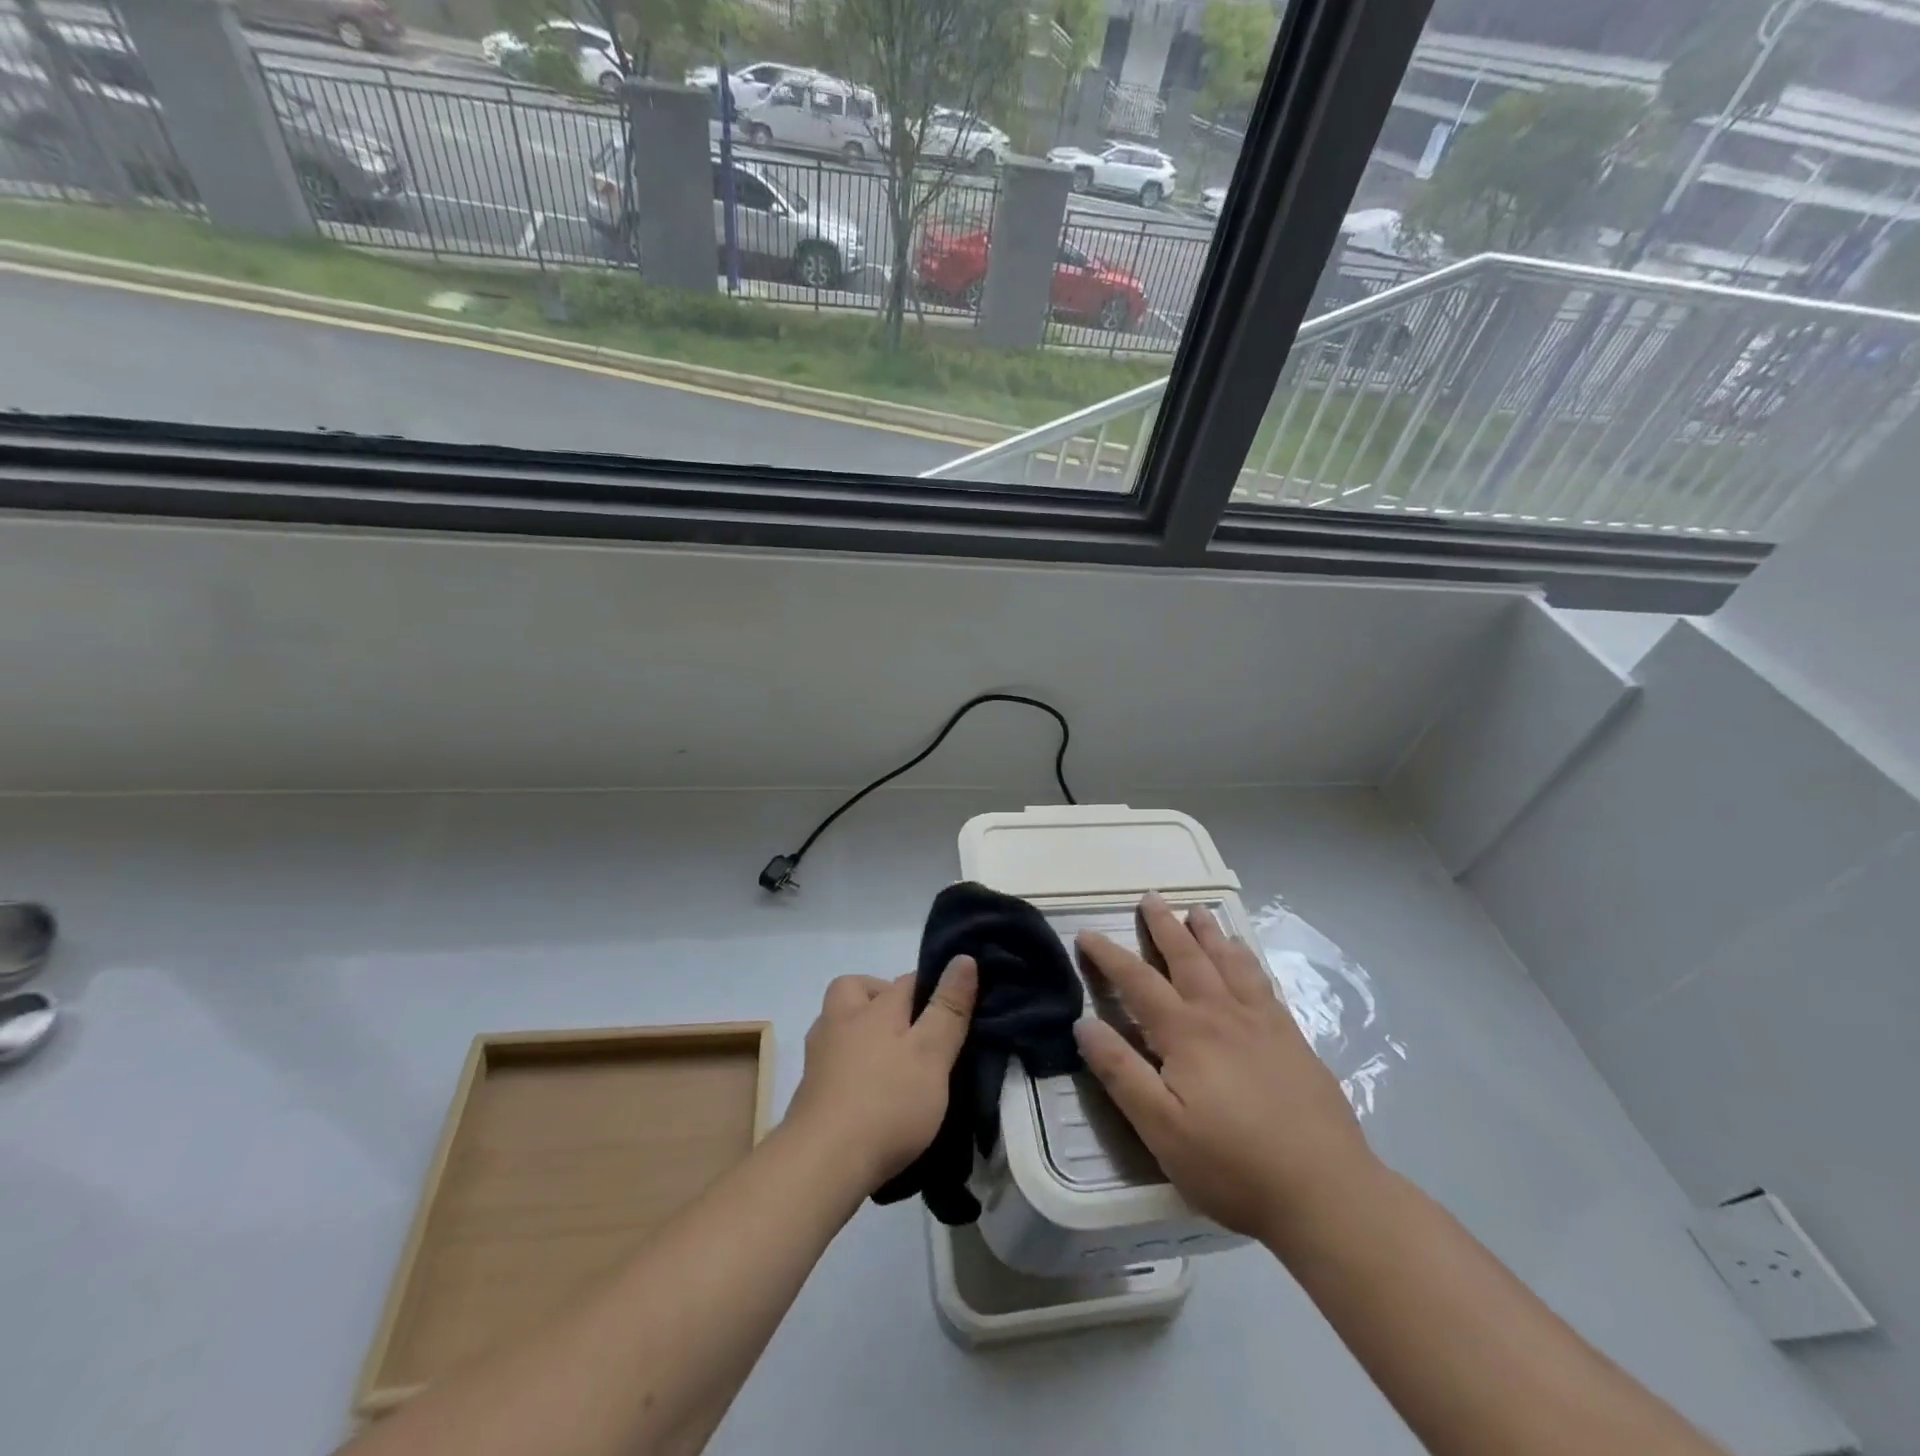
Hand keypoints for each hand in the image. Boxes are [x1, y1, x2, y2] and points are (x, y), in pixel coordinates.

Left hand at [783, 958, 977, 1194]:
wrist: (820, 1165)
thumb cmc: (886, 1103)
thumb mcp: (931, 1054)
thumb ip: (948, 1008)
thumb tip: (963, 957)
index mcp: (873, 1008)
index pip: (907, 980)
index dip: (931, 987)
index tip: (952, 1007)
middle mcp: (840, 1021)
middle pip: (857, 990)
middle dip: (881, 998)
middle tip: (910, 1029)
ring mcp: (819, 1056)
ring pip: (841, 1024)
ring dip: (862, 1032)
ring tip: (892, 1062)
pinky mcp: (809, 1090)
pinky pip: (833, 1061)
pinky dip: (850, 1066)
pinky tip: (868, 1091)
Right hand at [1074, 894, 1377, 1245]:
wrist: (1327, 1192)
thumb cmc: (1233, 1166)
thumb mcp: (1162, 1129)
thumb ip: (1121, 1073)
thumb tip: (1083, 1023)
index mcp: (1186, 1034)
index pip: (1138, 982)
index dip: (1110, 956)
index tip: (1087, 934)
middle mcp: (1223, 1015)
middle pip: (1188, 958)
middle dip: (1165, 926)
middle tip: (1151, 897)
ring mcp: (1263, 1024)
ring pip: (1230, 963)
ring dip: (1210, 934)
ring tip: (1198, 911)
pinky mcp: (1293, 1040)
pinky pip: (1264, 983)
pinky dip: (1248, 961)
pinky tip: (1246, 959)